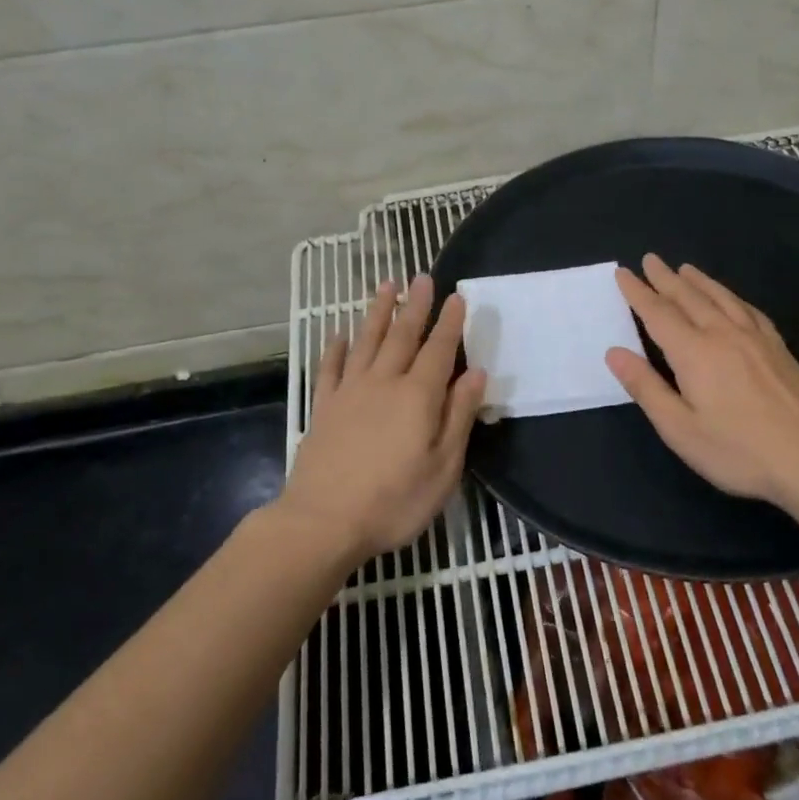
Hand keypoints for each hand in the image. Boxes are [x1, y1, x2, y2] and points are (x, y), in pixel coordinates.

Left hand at [280, 275, 486, 563]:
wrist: (322, 522)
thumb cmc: (394, 501)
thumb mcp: (443, 467)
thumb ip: (459, 416)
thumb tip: (476, 373)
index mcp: (418, 396)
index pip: (439, 349)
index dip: (450, 322)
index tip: (457, 295)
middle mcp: (384, 383)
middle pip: (402, 336)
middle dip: (415, 305)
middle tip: (422, 276)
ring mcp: (349, 392)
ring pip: (366, 342)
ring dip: (378, 312)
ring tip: (386, 286)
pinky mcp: (323, 408)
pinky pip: (330, 368)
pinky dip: (335, 348)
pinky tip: (338, 334)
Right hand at [604, 255, 798, 510]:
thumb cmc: (739, 451)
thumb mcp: (680, 429)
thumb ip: (646, 388)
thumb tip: (614, 352)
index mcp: (694, 353)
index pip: (658, 313)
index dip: (638, 292)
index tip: (622, 272)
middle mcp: (723, 335)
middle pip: (689, 298)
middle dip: (666, 278)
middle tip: (650, 259)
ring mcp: (755, 339)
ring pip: (721, 298)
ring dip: (699, 281)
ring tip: (685, 269)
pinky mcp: (779, 348)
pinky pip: (749, 310)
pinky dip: (732, 297)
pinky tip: (732, 299)